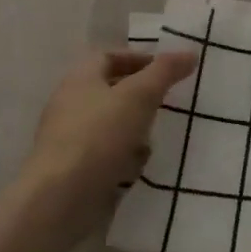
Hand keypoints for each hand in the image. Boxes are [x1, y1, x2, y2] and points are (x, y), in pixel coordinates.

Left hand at [17, 49, 197, 241]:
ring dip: (134, 130)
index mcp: (80, 78)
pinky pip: (105, 154)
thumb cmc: (99, 135)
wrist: (60, 198)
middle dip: (140, 97)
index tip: (166, 71)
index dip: (138, 59)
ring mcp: (70, 138)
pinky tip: (138, 168)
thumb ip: (165, 72)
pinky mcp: (74, 169)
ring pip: (110, 125)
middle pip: (111, 91)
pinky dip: (123, 157)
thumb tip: (190, 52)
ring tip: (155, 139)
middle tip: (167, 104)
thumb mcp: (139, 96)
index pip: (110, 56)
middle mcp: (70, 103)